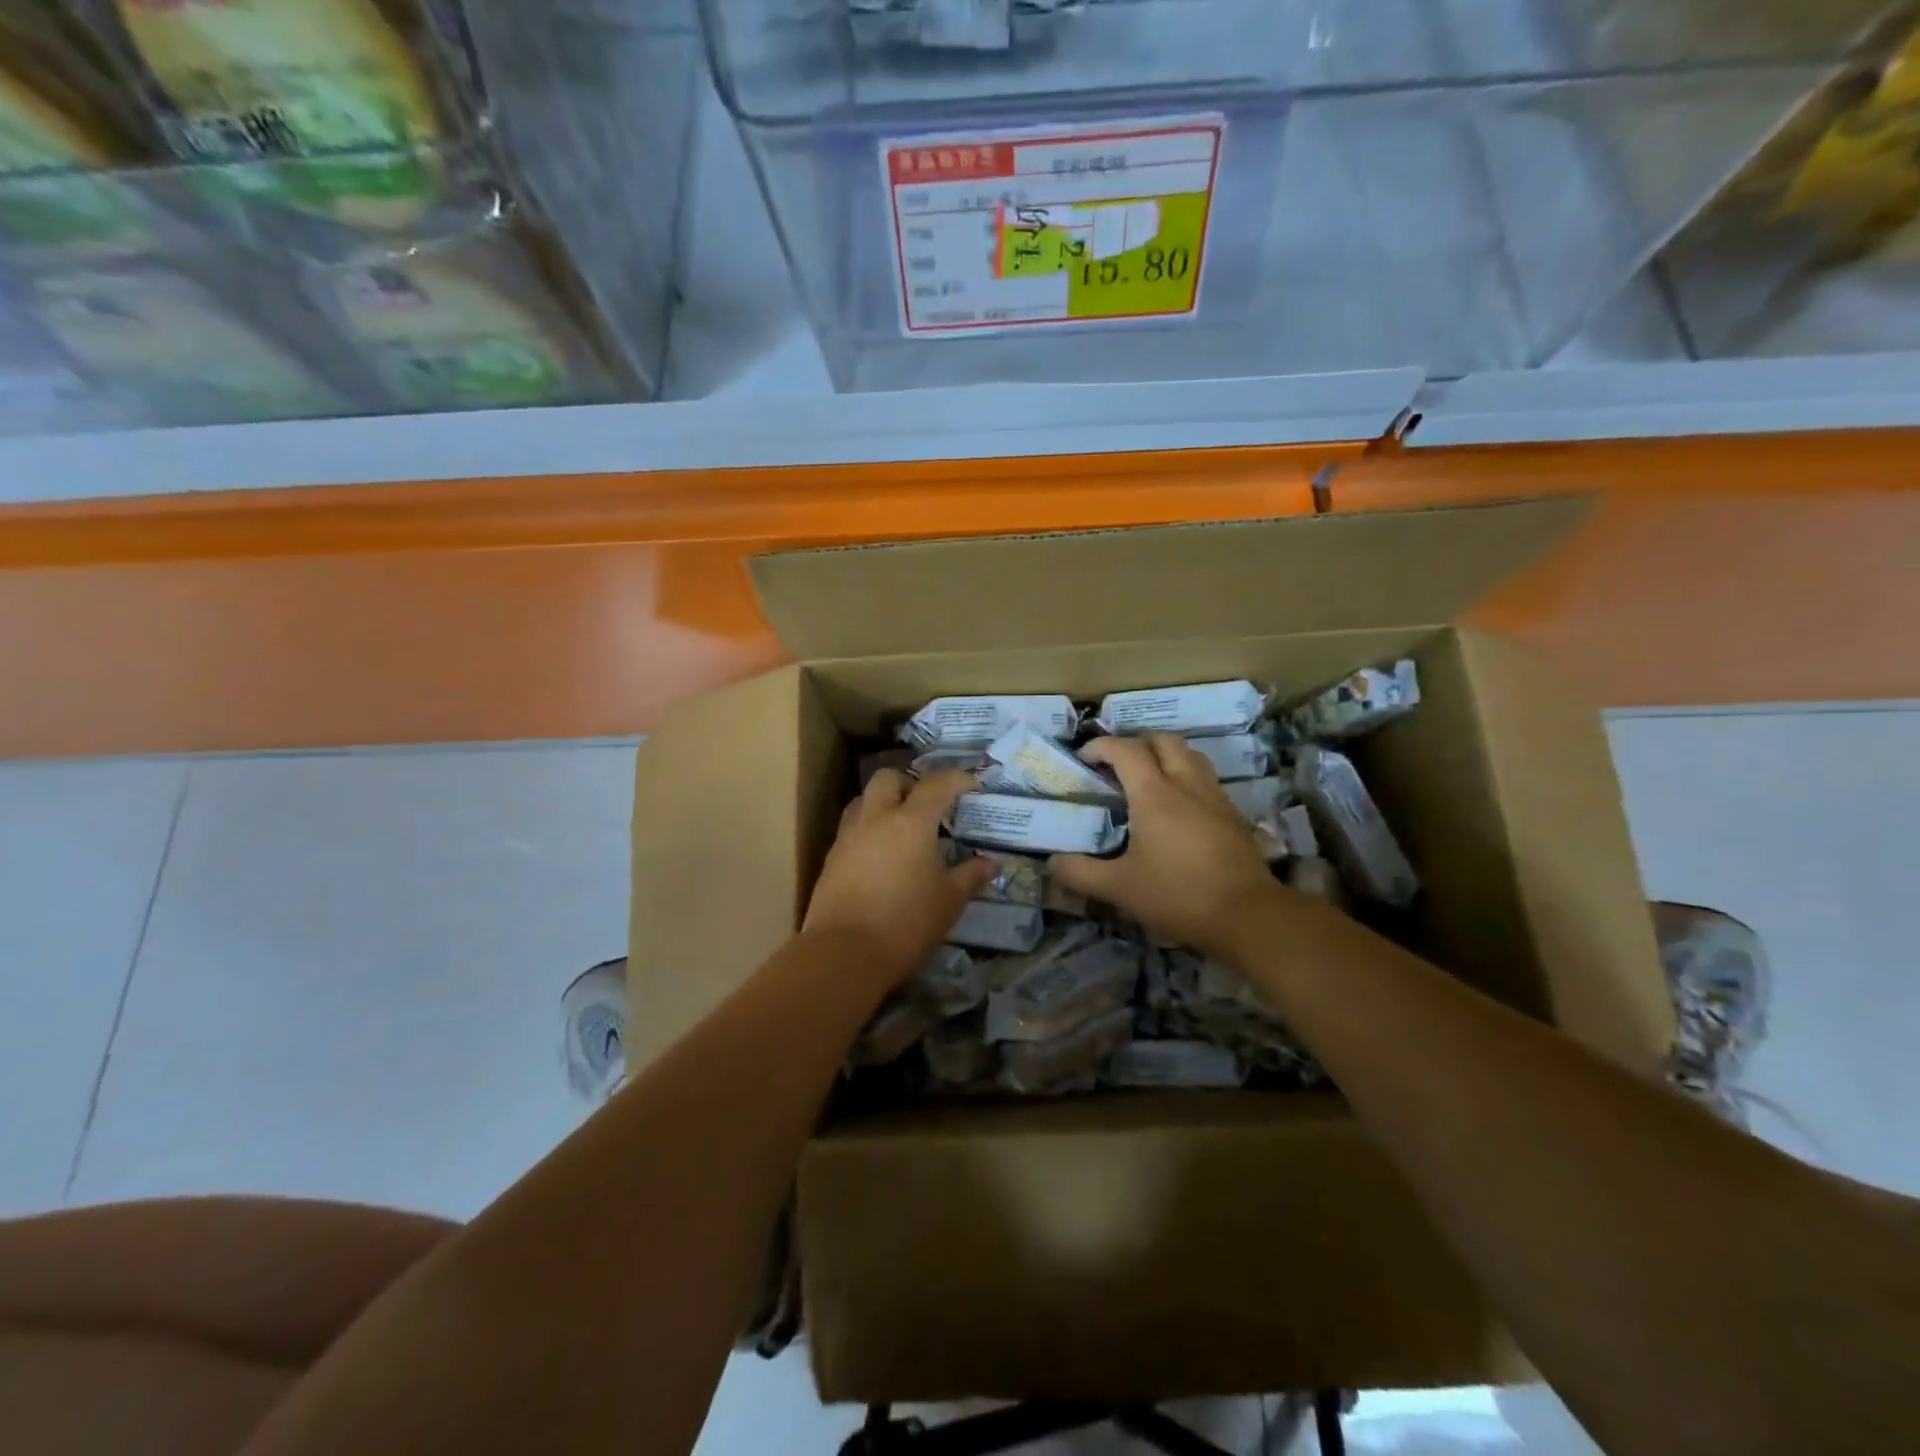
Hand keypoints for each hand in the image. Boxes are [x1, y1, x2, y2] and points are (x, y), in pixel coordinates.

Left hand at [804, 768, 997, 981]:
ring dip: (883, 803)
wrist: (843, 954)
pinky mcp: (831, 858)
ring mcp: (848, 836)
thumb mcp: (949, 901)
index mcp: (911, 821)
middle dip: (910, 783)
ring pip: (864, 799)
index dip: (957, 779)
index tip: (971, 786)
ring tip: (902, 828)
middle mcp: (876, 818)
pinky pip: (852, 828)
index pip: (936, 784)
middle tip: (928, 805)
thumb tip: (991, 863)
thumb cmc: (906, 923)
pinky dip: (869, 829)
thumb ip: (970, 876)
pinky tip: (881, 856)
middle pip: (888, 778)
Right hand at [1051, 734, 1284, 957]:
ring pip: (1190, 754)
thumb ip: (1080, 872)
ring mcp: (1214, 797)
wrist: (1247, 915)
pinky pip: (1206, 778)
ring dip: (1165, 755)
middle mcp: (1186, 784)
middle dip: (1136, 743)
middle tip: (1117, 764)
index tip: (1084, 758)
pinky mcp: (1233, 814)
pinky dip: (1186, 777)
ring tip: (1148, 777)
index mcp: (1154, 794)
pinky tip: (1179, 807)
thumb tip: (1052, 862)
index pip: (1125, 750)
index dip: (1101, 746)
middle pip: (1162, 741)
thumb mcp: (1118, 888)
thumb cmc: (1177, 895)